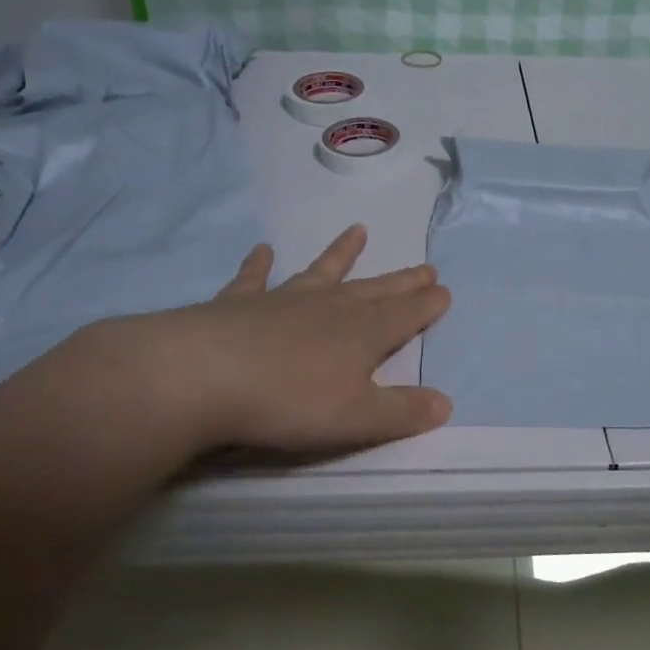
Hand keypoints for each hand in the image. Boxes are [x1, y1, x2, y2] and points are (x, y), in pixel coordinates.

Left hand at [58, 225, 452, 463]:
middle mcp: (328, 308)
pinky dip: (259, 264)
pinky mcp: (237, 304)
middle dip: (401, 281)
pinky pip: (253, 278)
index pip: (405, 316)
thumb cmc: (289, 402)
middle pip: (373, 291)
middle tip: (425, 266)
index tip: (444, 290)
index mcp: (362, 334)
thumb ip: (402, 411)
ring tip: (358, 231)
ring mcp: (282, 301)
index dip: (426, 305)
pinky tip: (262, 249)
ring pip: (321, 272)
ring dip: (341, 254)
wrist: (204, 377)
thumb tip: (446, 402)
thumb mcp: (358, 419)